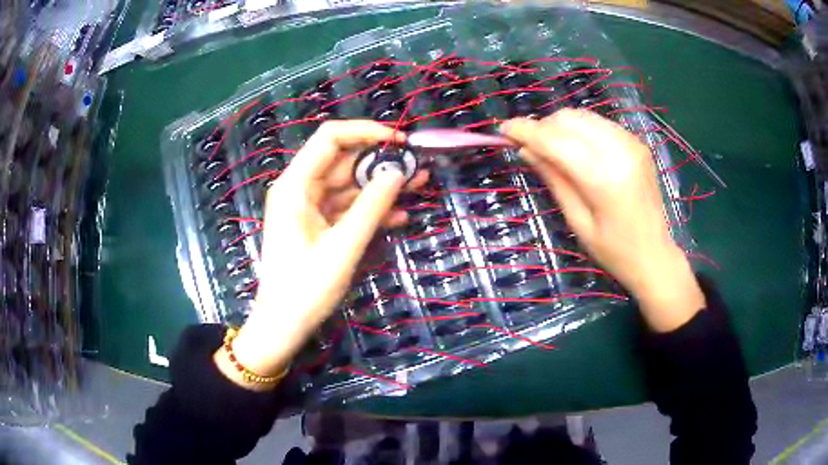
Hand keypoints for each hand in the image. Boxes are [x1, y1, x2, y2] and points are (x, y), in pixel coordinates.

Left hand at [214, 120, 427, 389]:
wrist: (284, 325)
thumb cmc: (306, 288)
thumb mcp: (343, 246)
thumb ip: (371, 206)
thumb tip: (397, 172)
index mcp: (296, 185)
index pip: (330, 138)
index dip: (366, 132)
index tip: (400, 141)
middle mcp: (300, 189)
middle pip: (343, 160)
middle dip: (380, 161)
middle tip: (417, 167)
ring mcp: (309, 207)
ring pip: (349, 184)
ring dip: (381, 185)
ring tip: (418, 185)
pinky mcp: (318, 225)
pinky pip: (347, 207)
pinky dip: (371, 208)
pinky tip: (399, 215)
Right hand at [501, 109, 703, 331]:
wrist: (655, 254)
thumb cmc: (614, 251)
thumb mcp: (577, 221)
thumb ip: (553, 178)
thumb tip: (525, 149)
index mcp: (603, 178)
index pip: (555, 140)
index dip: (526, 131)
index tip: (503, 130)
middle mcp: (619, 150)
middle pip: (568, 119)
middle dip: (542, 127)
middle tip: (528, 146)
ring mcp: (631, 142)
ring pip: (582, 116)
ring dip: (559, 126)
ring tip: (550, 147)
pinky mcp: (636, 142)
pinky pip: (598, 123)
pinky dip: (580, 129)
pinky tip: (576, 148)